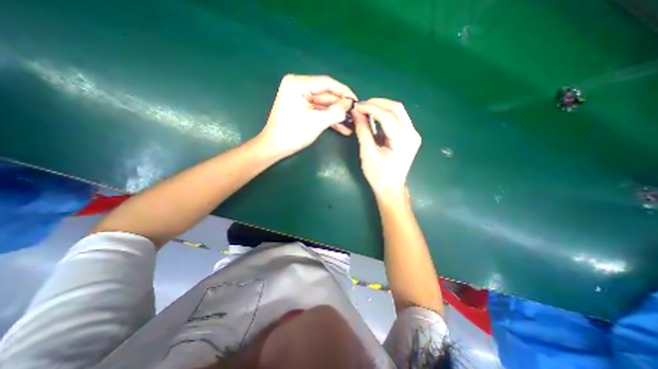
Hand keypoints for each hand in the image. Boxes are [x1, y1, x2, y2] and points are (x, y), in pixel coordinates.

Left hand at [260, 74, 356, 157]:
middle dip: (341, 106)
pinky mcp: (302, 108)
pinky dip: (329, 119)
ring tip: (351, 123)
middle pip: (326, 94)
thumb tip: (349, 104)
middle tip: (355, 114)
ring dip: (337, 115)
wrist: (275, 147)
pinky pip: (319, 111)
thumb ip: (335, 112)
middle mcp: (299, 87)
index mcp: (298, 84)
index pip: (327, 83)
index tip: (356, 101)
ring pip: (324, 104)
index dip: (344, 92)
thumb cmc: (293, 133)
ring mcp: (300, 98)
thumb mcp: (317, 122)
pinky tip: (342, 128)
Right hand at [355, 98, 420, 198]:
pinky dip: (385, 115)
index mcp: (403, 140)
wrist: (391, 188)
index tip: (356, 106)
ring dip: (381, 107)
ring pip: (398, 111)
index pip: (387, 116)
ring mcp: (412, 134)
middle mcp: (412, 134)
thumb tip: (357, 113)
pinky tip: (374, 117)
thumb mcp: (368, 153)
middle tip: (361, 105)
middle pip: (397, 108)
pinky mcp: (409, 136)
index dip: (371, 108)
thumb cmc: (378, 175)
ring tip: (366, 109)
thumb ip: (363, 131)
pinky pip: (398, 119)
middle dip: (377, 103)